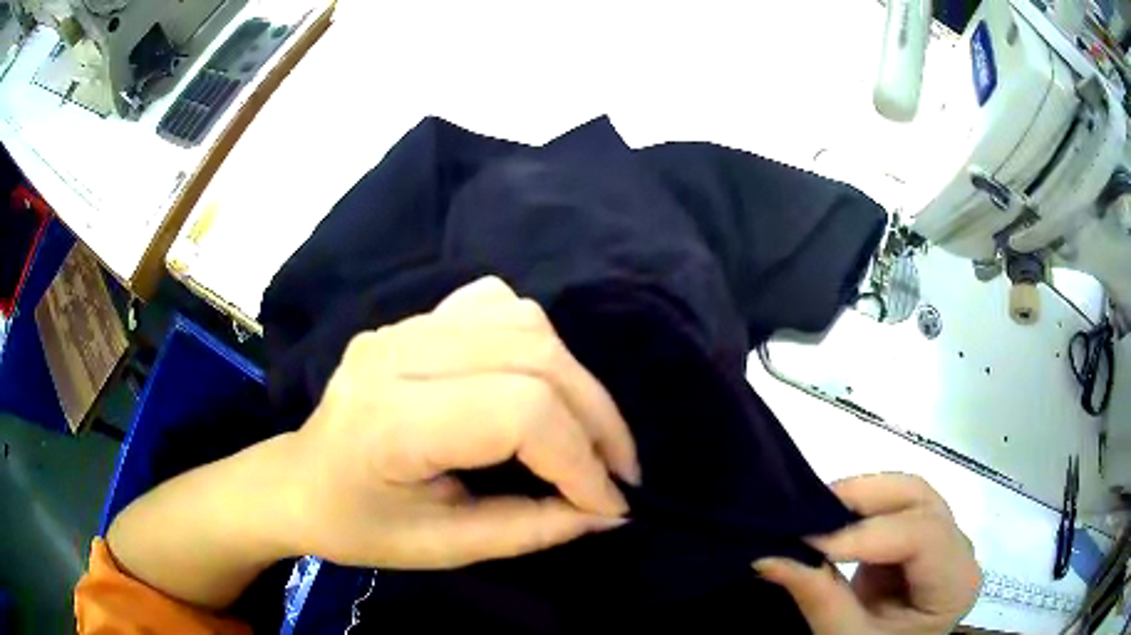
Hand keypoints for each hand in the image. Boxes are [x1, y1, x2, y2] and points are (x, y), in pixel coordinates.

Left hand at [284, 276, 639, 568]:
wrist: (299, 480)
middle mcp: (399, 353)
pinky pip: (495, 305)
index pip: (520, 411)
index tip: (608, 502)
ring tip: (587, 433)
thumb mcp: (443, 548)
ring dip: (574, 379)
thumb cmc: (357, 525)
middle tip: (618, 470)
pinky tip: (539, 383)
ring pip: (524, 321)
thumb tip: (608, 512)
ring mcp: (404, 325)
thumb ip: (530, 529)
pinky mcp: (413, 319)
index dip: (581, 460)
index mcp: (392, 420)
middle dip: (596, 419)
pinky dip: (536, 342)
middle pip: (534, 356)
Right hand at [754, 474, 980, 633]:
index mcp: (956, 584)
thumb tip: (768, 556)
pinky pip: (895, 507)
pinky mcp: (920, 539)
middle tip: (811, 509)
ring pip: (909, 494)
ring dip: (862, 497)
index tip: (810, 540)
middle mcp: (960, 550)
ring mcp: (942, 540)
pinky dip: (861, 508)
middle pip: (921, 500)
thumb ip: (818, 597)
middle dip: (866, 497)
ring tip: (816, 509)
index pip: (924, 536)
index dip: (868, 532)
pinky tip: (832, 518)